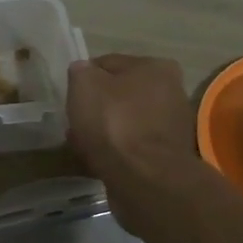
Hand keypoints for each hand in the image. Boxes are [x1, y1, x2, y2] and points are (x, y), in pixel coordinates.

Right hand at [66, 54, 199, 211]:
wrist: (143, 179)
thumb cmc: (113, 123)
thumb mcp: (84, 85)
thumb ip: (80, 71)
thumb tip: (83, 72)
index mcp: (156, 67)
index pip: (109, 63)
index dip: (85, 78)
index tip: (71, 96)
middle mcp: (171, 92)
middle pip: (121, 94)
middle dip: (97, 106)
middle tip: (76, 121)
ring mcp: (171, 126)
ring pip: (126, 121)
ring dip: (105, 130)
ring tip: (82, 143)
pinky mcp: (167, 156)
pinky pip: (132, 146)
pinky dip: (116, 150)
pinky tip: (97, 158)